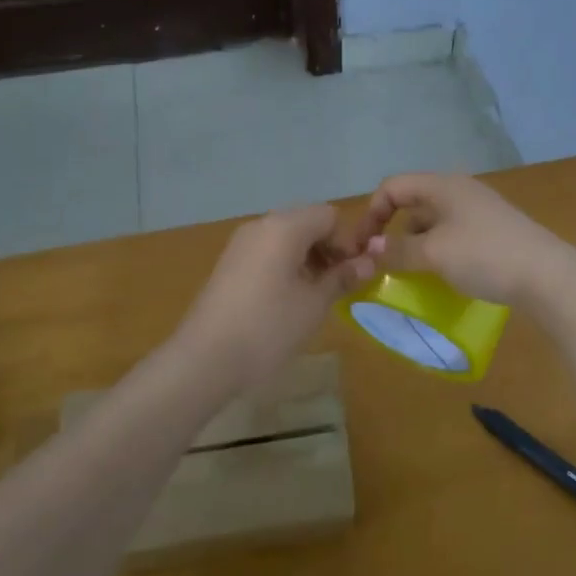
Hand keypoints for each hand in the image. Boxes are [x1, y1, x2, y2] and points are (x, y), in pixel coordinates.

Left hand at [172, 204, 379, 386]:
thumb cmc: (268, 327)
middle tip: (337, 284)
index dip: (347, 242)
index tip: (352, 274)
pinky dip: (285, 265)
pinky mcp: (229, 263)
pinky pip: (267, 251)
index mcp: (285, 226)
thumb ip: (343, 276)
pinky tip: (287, 299)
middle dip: (328, 248)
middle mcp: (261, 225)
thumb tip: (370, 261)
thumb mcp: (315, 303)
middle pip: (307, 222)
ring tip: (314, 295)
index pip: (329, 216)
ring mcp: (241, 243)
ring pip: (286, 237)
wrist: (205, 358)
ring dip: (308, 258)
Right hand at [348, 173, 575, 308]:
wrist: (547, 275)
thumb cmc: (484, 255)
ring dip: (415, 243)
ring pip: (433, 221)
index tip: (362, 246)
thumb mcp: (433, 254)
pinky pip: (452, 234)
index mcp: (443, 185)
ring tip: (409, 273)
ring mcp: (479, 210)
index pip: (393, 186)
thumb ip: (397, 250)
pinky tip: (439, 275)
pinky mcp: (493, 231)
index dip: (371, 213)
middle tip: (381, 262)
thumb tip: (370, 248)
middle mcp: (460, 190)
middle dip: (392, 230)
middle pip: (413, 202)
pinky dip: (437, 250)